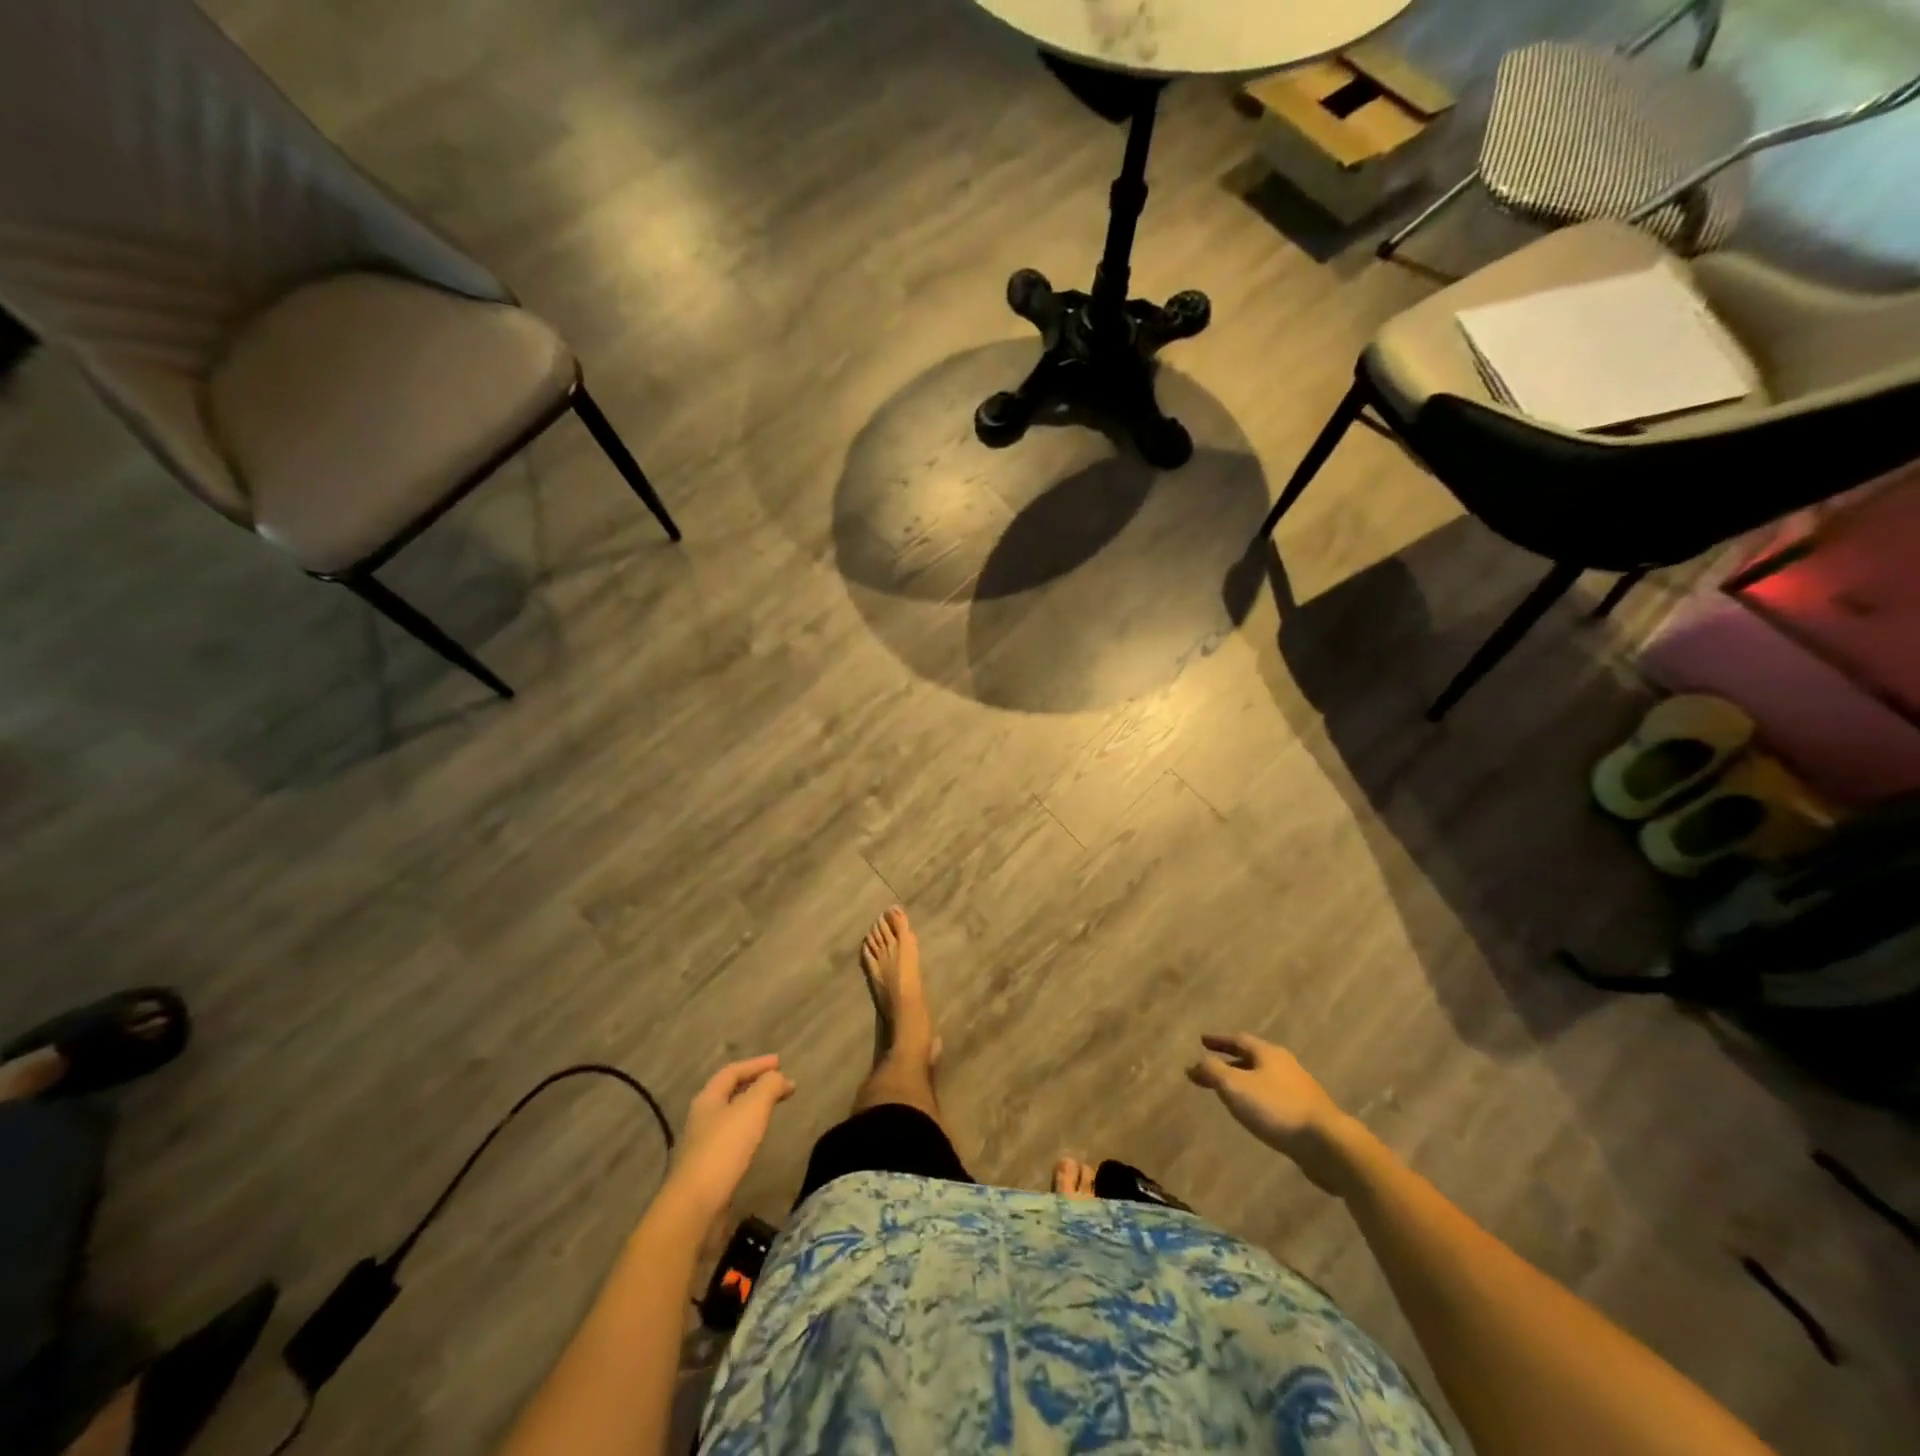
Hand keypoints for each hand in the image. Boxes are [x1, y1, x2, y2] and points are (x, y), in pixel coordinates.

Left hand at [665, 1055, 793, 1215]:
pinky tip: (757, 1140)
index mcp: (708, 1099)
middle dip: (755, 1084)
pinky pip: (731, 1139)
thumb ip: (769, 1086)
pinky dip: (748, 1130)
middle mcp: (701, 1118)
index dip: (757, 1064)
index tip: (780, 1062)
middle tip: (779, 1084)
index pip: (732, 1071)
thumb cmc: (724, 1149)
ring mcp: (702, 1145)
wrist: (695, 1207)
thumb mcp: (753, 1108)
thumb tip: (780, 1077)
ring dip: (752, 1108)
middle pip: (729, 1093)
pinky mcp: (707, 1169)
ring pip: (730, 1116)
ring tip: (772, 1109)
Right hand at [1187, 1034, 1355, 1194]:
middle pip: (1253, 1058)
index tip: (1202, 1041)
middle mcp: (1285, 1065)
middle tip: (1212, 1066)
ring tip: (1230, 1091)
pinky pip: (1275, 1097)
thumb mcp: (1235, 1087)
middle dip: (1231, 1061)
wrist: (1327, 1144)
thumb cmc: (1276, 1108)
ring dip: (1245, 1080)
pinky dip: (1259, 1098)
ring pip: (1265, 1078)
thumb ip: (1213, 1072)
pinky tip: (1255, 1112)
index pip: (1238, 1040)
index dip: (1219, 1040)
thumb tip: (1195, 1063)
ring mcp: (1300, 1089)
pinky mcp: (1308, 1113)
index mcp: (1268, 1053)